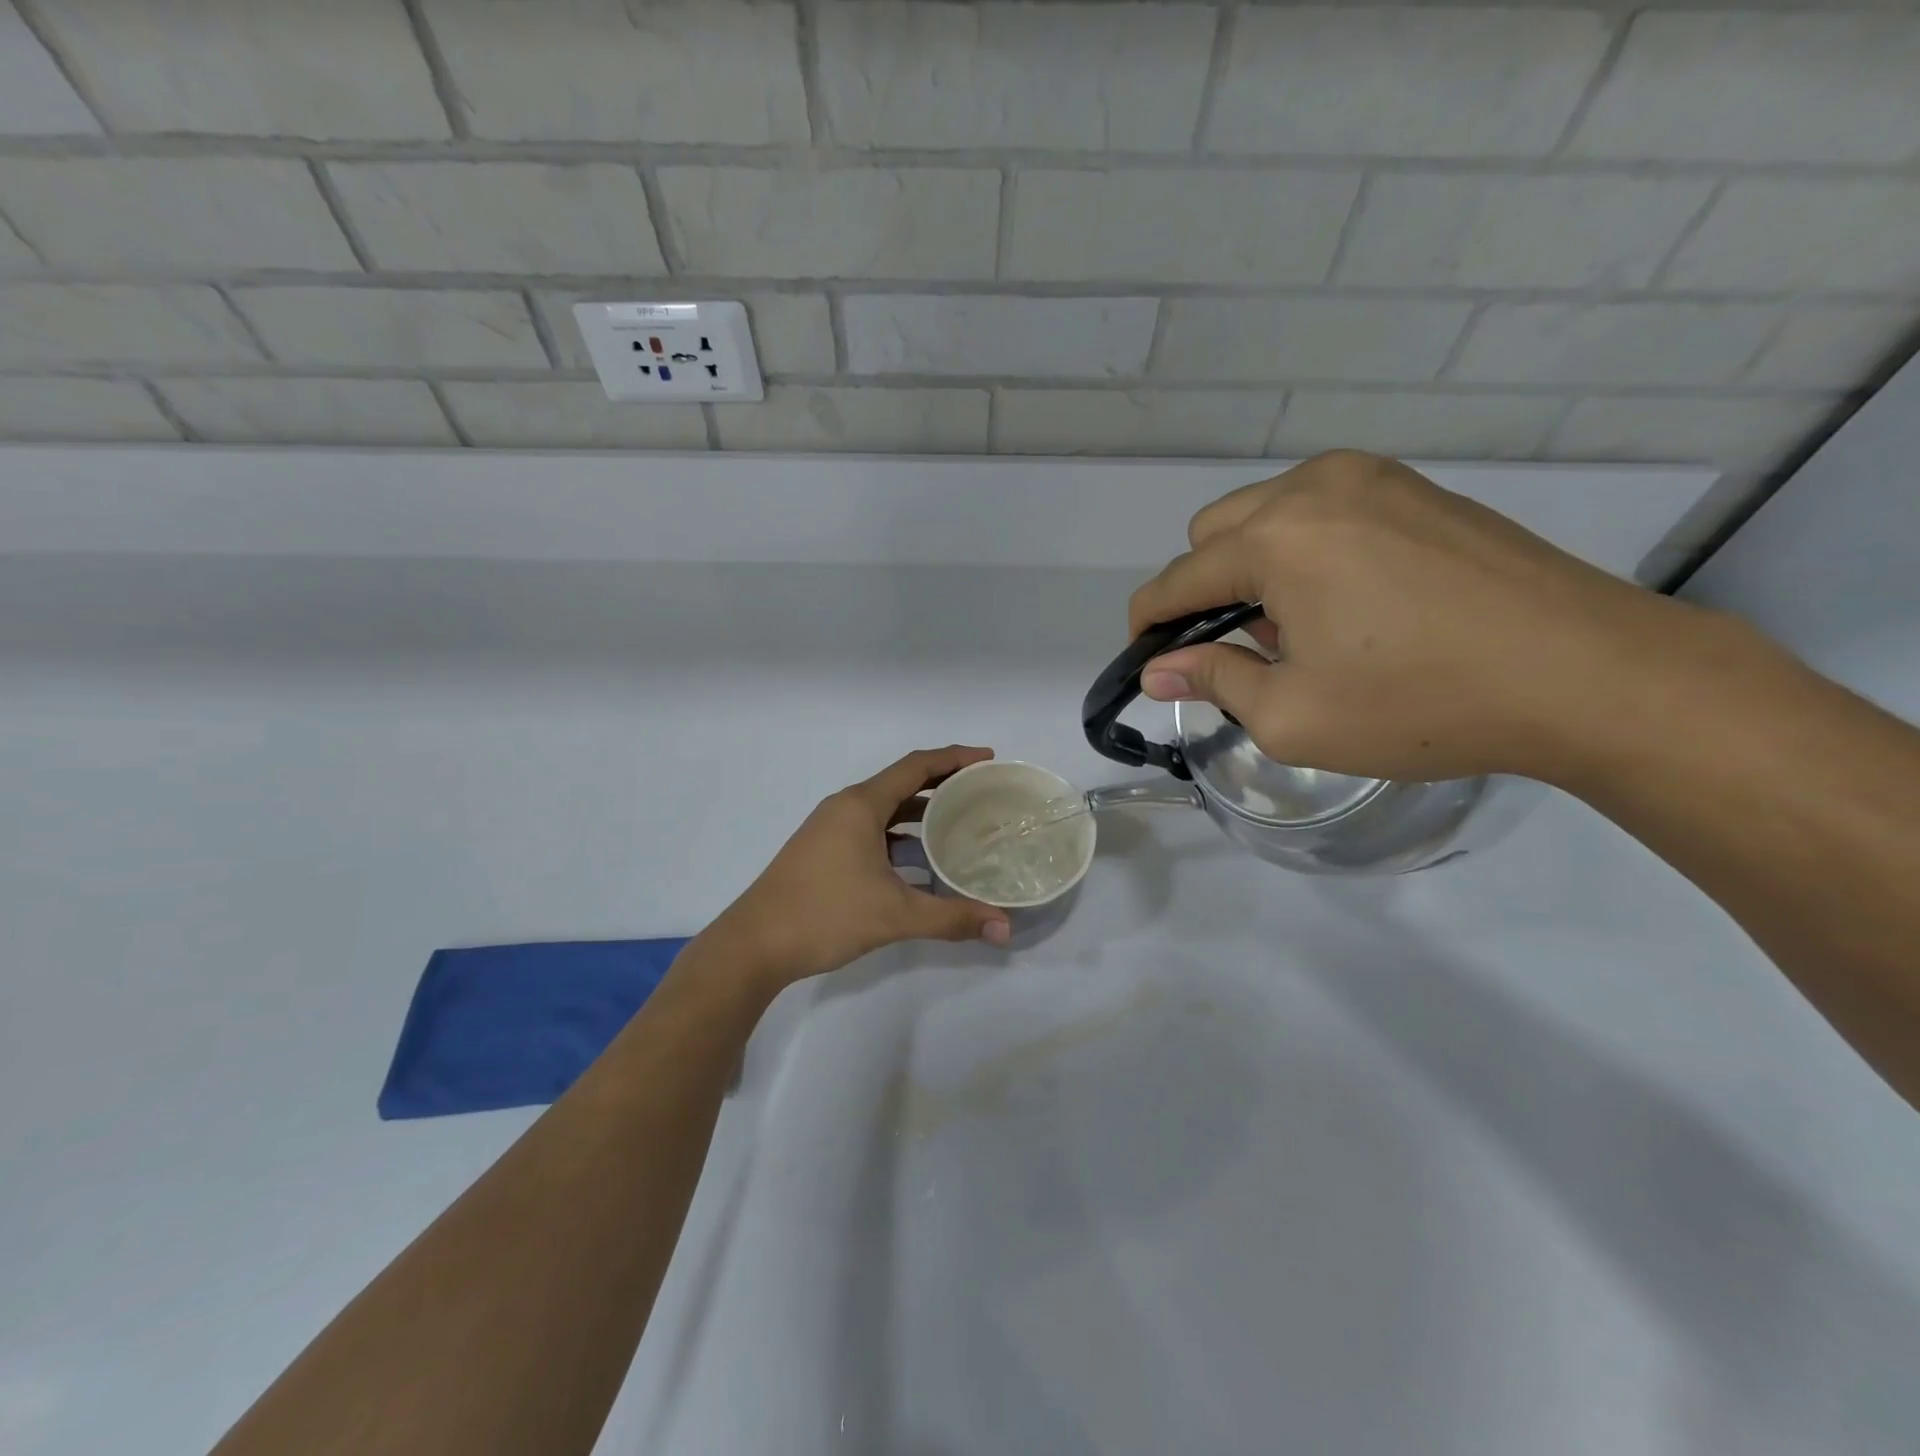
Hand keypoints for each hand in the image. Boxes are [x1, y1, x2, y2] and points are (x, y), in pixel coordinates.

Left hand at [712, 746, 1012, 986]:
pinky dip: (900, 836)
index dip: (955, 758)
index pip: (917, 766)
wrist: (754, 944)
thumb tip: (1005, 927)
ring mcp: (830, 829)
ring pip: (885, 809)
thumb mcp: (895, 915)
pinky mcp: (823, 850)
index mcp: (861, 805)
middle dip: (943, 784)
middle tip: (982, 793)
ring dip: (920, 813)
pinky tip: (920, 861)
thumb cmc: (824, 915)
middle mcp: (845, 807)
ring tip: (960, 824)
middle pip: (902, 783)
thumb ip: (952, 918)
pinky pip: (871, 829)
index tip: (988, 759)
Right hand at [1128, 450, 1699, 783]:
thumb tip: (1156, 669)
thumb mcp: (1292, 716)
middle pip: (1212, 531)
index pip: (1177, 578)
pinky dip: (1305, 550)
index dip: (1148, 622)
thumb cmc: (1421, 704)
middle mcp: (1314, 488)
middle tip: (1240, 649)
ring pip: (1266, 513)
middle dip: (1204, 589)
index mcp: (1276, 539)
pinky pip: (1322, 509)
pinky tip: (1348, 602)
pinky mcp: (1417, 488)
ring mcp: (1372, 478)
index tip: (1143, 656)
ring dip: (1254, 566)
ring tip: (1299, 629)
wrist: (1588, 674)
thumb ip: (1212, 680)